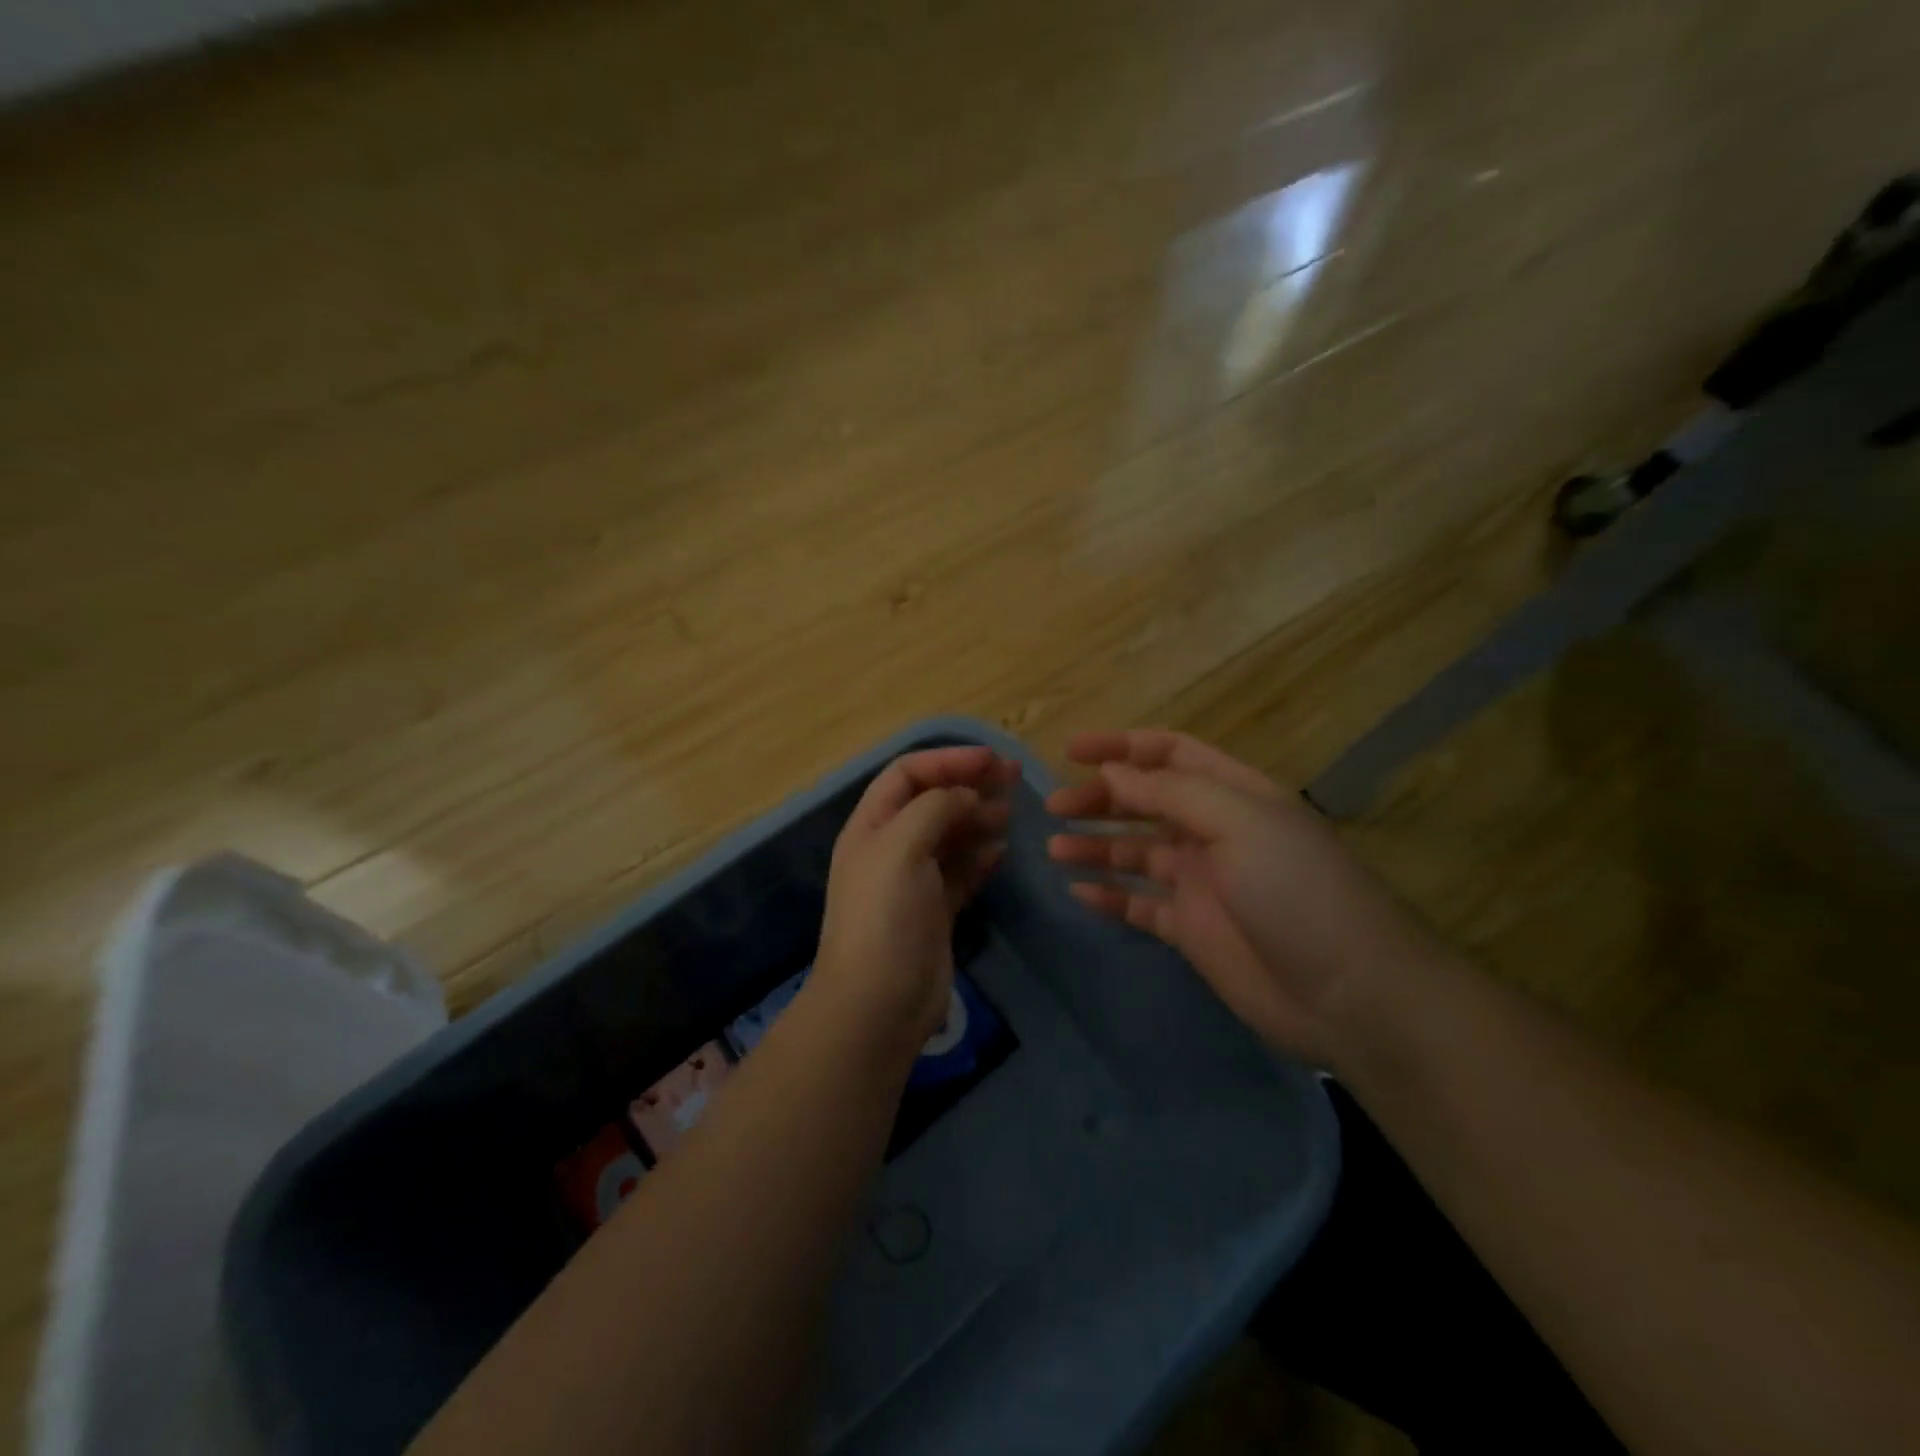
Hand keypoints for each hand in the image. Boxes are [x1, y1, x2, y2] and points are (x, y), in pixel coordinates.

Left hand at [812, 746, 1015, 1050]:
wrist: (879, 1002)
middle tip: (1014, 777)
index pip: (908, 774)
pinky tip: (1002, 850)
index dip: (947, 760)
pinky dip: (981, 857)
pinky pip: (961, 872)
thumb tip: (967, 794)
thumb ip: (935, 808)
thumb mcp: (901, 847)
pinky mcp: (936, 911)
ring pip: (950, 835)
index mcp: (872, 826)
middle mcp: (891, 847)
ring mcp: (914, 880)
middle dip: (969, 784)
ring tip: (1012, 811)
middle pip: (932, 801)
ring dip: (979, 818)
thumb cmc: (884, 915)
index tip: (990, 760)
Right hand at [1046, 730, 1432, 1066]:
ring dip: (1095, 846)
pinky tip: (1077, 891)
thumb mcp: (1238, 822)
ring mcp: (1200, 883)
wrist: (1348, 994)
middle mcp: (1213, 831)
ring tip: (1055, 849)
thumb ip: (1170, 793)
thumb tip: (1112, 771)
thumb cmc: (1296, 890)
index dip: (1122, 747)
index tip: (1071, 750)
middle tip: (1055, 808)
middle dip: (1100, 798)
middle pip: (1145, 802)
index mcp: (1233, 794)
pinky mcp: (1189, 930)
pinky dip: (1108, 894)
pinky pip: (1138, 903)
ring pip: (1134, 852)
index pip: (1170, 754)